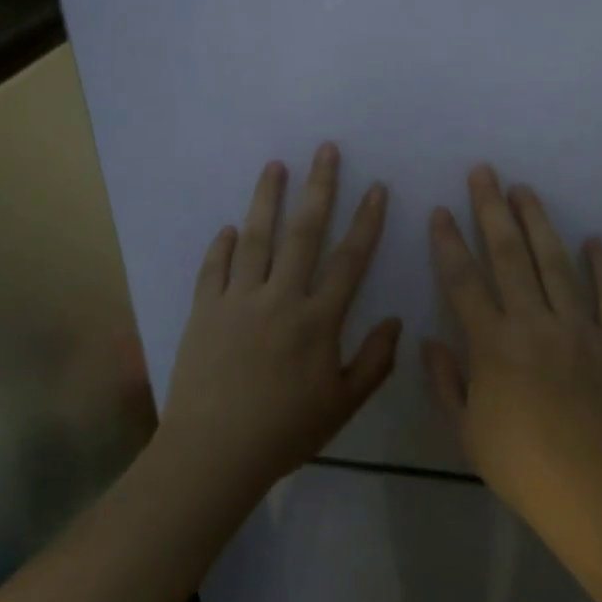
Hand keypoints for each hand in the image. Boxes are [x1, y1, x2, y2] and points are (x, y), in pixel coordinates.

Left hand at [157, 144, 400, 497]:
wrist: (214, 451)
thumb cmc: (285, 432)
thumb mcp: (342, 405)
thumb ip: (374, 362)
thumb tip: (396, 321)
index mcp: (317, 320)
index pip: (350, 260)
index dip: (367, 222)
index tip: (377, 188)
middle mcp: (280, 298)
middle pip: (303, 232)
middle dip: (319, 187)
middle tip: (325, 150)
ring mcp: (238, 300)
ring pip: (256, 238)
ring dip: (267, 199)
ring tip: (275, 166)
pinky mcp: (205, 310)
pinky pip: (214, 268)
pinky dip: (223, 245)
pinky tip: (229, 229)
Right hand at [425, 166, 601, 527]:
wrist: (597, 492)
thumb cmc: (521, 465)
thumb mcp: (466, 430)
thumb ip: (447, 382)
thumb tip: (431, 341)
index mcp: (492, 343)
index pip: (463, 281)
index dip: (449, 243)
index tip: (441, 211)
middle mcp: (533, 322)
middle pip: (509, 256)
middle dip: (492, 210)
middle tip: (484, 172)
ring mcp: (579, 328)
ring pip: (556, 264)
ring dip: (539, 224)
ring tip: (526, 190)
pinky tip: (595, 240)